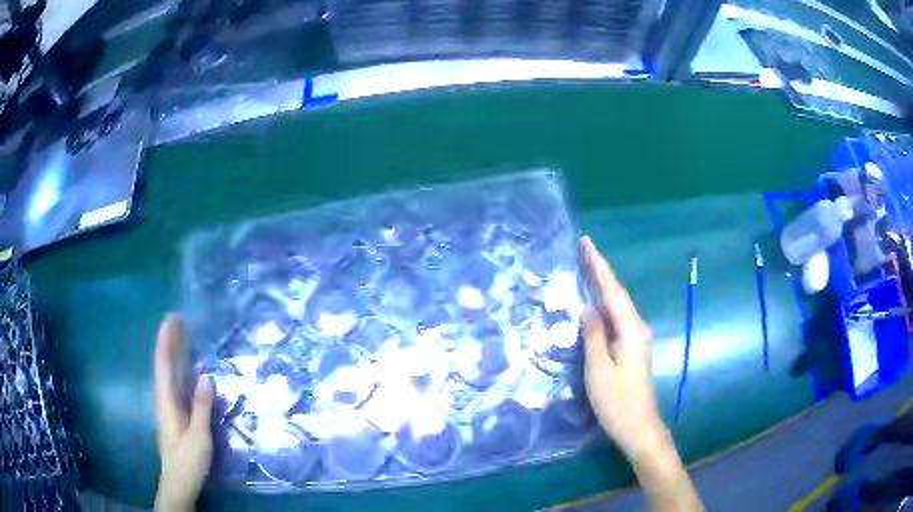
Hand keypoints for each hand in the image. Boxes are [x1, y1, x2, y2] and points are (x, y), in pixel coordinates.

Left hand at [154, 313, 213, 511]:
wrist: (179, 482)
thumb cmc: (187, 461)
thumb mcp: (198, 437)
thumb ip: (201, 407)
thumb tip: (206, 375)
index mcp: (166, 402)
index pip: (163, 365)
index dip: (166, 341)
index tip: (170, 319)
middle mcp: (164, 399)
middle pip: (164, 364)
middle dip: (169, 341)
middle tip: (177, 318)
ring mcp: (169, 407)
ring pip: (169, 373)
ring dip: (174, 352)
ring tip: (182, 335)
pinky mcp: (175, 415)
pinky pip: (175, 384)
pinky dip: (180, 370)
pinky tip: (189, 369)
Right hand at [579, 237, 662, 457]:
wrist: (638, 427)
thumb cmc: (617, 402)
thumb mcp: (599, 371)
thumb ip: (594, 337)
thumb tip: (588, 307)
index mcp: (631, 330)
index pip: (613, 292)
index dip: (600, 267)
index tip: (587, 244)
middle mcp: (637, 328)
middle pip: (619, 294)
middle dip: (602, 271)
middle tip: (584, 250)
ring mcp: (636, 339)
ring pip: (619, 304)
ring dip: (605, 285)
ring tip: (588, 268)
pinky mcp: (632, 349)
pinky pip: (618, 317)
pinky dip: (607, 303)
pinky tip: (597, 303)